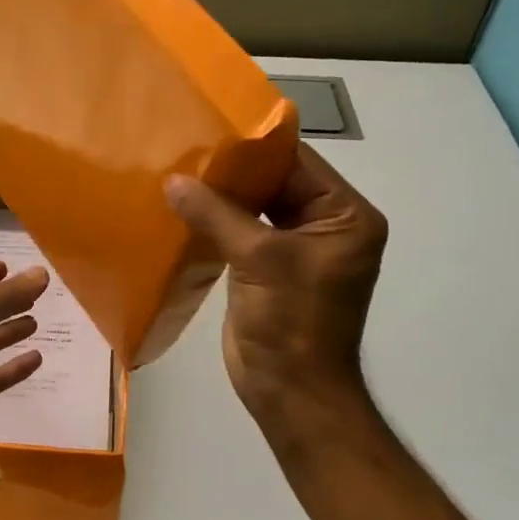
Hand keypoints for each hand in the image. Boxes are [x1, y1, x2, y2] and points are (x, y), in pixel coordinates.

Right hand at [165, 143, 386, 432]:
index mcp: (345, 216)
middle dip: (233, 170)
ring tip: (177, 171)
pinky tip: (182, 208)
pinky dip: (216, 222)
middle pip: (277, 183)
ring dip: (221, 196)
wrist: (290, 393)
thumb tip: (173, 181)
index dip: (254, 146)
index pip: (298, 163)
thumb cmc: (291, 323)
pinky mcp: (269, 270)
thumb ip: (216, 214)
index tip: (209, 126)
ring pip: (256, 208)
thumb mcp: (259, 259)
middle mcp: (327, 226)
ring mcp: (297, 250)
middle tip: (186, 146)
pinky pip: (242, 233)